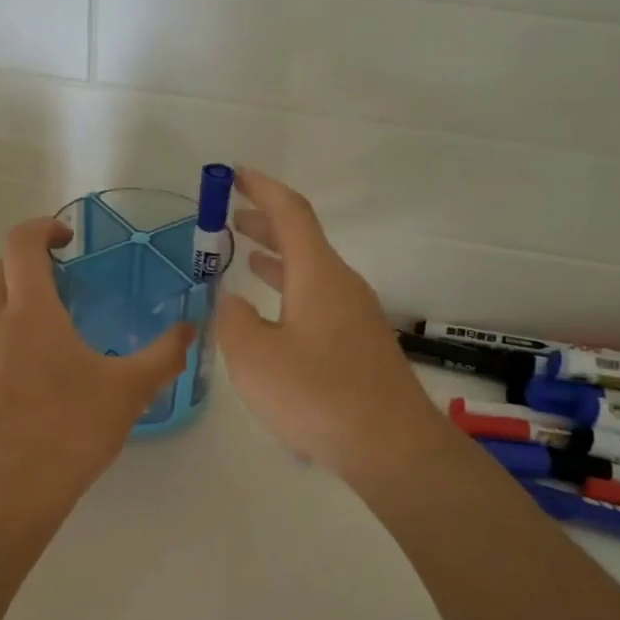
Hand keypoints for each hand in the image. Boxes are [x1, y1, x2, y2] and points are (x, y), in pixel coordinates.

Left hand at [0, 217, 193, 517]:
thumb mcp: (130, 390)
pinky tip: (46, 375)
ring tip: (62, 329)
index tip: (69, 239)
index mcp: (31, 313)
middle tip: (66, 276)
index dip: (42, 227)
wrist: (10, 490)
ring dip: (20, 302)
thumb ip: (164, 356)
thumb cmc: (71, 427)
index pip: (20, 244)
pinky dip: (14, 339)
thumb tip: (191, 329)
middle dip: (28, 260)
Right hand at [218, 169, 449, 482]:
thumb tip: (232, 302)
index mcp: (318, 274)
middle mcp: (342, 284)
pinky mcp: (361, 344)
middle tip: (229, 218)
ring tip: (245, 259)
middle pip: (302, 239)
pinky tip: (274, 316)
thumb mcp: (253, 358)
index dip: (261, 188)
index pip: (290, 212)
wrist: (390, 445)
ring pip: (311, 271)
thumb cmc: (316, 395)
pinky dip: (291, 291)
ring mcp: (356, 315)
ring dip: (277, 259)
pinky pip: (320, 299)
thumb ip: (234, 321)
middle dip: (264, 223)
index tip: (235, 174)